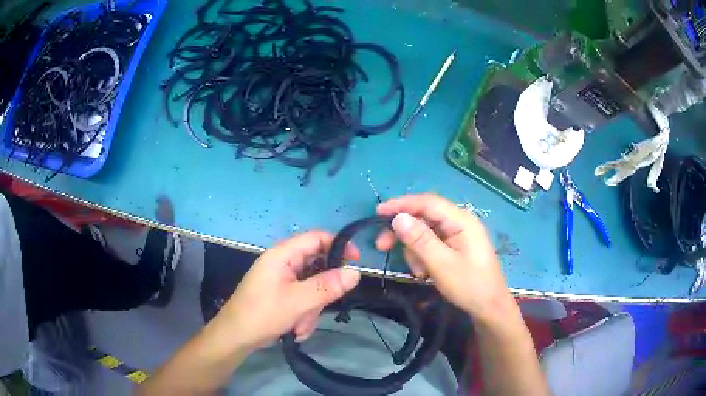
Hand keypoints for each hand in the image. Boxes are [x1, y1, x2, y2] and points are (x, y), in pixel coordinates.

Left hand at [215, 231, 360, 350]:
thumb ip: (327, 286)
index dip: (339, 246)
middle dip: (321, 293)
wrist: (236, 337)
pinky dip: (304, 315)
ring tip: (299, 325)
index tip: (356, 263)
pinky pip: (305, 300)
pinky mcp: (283, 295)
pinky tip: (294, 329)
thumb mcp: (297, 302)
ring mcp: (283, 280)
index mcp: (283, 255)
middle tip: (318, 308)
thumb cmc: (262, 314)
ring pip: (313, 289)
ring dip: (311, 309)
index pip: (317, 238)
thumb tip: (356, 272)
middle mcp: (284, 263)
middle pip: (318, 267)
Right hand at [376, 194, 510, 319]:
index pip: (428, 203)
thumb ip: (420, 240)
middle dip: (404, 232)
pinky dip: (423, 257)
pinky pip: (432, 244)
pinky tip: (425, 273)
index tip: (378, 212)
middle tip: (382, 246)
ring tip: (419, 273)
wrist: (489, 308)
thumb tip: (397, 218)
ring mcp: (458, 235)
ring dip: (415, 251)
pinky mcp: (455, 247)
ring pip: (425, 233)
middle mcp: (459, 222)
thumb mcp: (441, 264)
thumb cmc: (469, 286)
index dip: (402, 204)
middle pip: (424, 217)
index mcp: (461, 220)